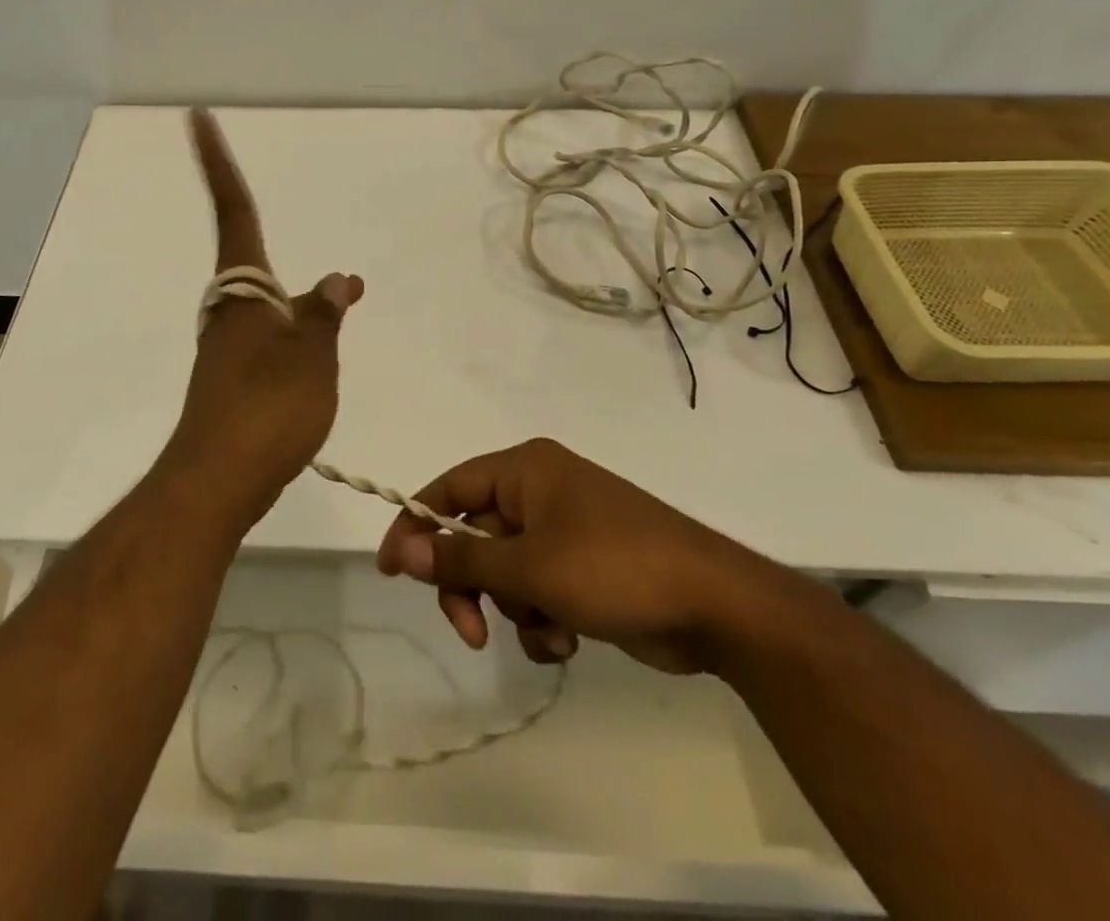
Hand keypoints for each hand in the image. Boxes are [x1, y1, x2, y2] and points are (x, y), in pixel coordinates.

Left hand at [161, 110, 363, 524]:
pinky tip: (314, 361)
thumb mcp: (313, 354)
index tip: (197, 117)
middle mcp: (229, 312)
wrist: (219, 480)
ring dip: (295, 305)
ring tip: (336, 312)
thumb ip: (324, 313)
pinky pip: (269, 343)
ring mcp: (227, 349)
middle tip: (321, 272)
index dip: (217, 163)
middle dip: (273, 250)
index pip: (234, 211)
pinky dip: (295, 339)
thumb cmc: (268, 407)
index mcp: (244, 292)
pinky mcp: (231, 384)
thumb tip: (337, 278)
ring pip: (264, 309)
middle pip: (251, 263)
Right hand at [376, 438, 803, 673]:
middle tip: (472, 631)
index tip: (392, 571)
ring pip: (505, 572)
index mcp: (524, 469)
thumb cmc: (614, 568)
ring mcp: (564, 530)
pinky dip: (542, 620)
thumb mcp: (529, 566)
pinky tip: (566, 640)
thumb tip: (401, 547)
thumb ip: (460, 558)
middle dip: (471, 586)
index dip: (415, 525)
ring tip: (546, 632)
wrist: (717, 606)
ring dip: (513, 610)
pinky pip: (537, 591)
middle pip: (473, 536)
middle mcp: (540, 491)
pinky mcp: (584, 568)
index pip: (448, 488)